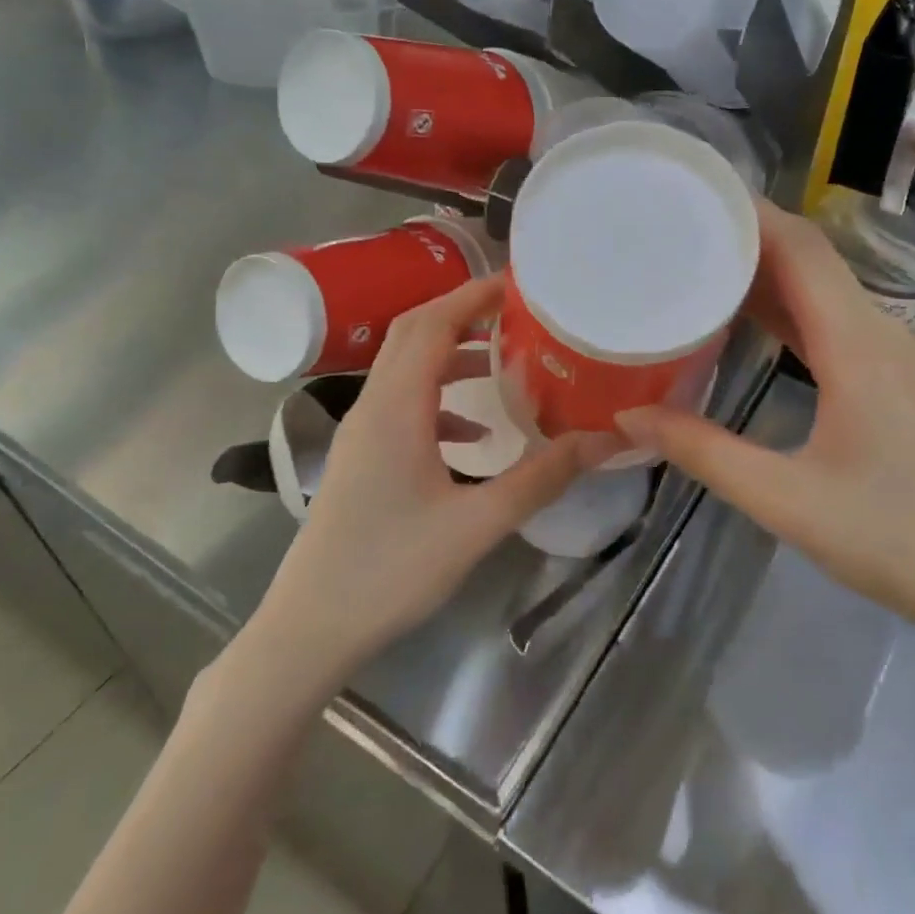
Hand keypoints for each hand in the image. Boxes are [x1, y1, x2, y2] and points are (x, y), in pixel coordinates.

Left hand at [234, 275, 603, 700]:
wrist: (310, 628)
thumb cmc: (390, 571)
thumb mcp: (477, 524)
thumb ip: (542, 478)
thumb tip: (604, 440)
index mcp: (395, 408)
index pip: (432, 324)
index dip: (473, 295)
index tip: (519, 285)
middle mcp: (372, 407)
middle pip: (413, 335)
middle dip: (462, 314)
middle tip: (516, 312)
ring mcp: (361, 434)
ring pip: (406, 371)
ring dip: (450, 356)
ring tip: (504, 363)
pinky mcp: (360, 459)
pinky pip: (402, 407)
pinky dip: (439, 401)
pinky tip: (474, 435)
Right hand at [617, 202, 914, 652]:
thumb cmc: (894, 539)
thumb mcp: (785, 501)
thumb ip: (704, 452)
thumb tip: (630, 415)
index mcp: (858, 346)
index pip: (801, 250)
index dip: (750, 214)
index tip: (691, 197)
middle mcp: (880, 334)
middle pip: (811, 260)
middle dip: (748, 236)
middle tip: (677, 230)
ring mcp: (893, 356)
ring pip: (823, 290)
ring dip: (767, 272)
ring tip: (699, 265)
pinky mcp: (893, 380)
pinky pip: (833, 322)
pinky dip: (788, 309)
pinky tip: (748, 322)